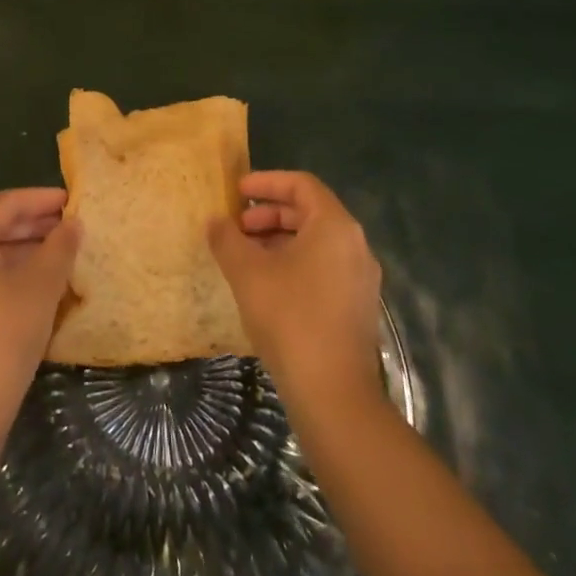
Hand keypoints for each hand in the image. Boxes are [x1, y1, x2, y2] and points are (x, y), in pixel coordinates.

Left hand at [0, 188, 78, 441]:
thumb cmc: (2, 336)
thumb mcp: (40, 286)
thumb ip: (60, 247)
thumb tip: (73, 224)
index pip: (5, 204)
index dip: (41, 199)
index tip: (73, 199)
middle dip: (34, 224)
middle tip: (72, 224)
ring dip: (24, 249)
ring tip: (63, 251)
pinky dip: (10, 271)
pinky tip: (40, 281)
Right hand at [208, 171, 383, 412]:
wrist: (333, 392)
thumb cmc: (289, 318)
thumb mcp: (247, 273)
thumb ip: (227, 239)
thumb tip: (215, 221)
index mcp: (335, 226)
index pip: (301, 184)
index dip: (266, 182)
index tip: (237, 192)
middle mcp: (355, 245)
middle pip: (310, 212)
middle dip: (269, 214)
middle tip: (236, 227)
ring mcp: (360, 278)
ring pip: (316, 243)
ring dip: (279, 240)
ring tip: (246, 257)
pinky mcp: (357, 306)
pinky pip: (324, 268)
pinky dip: (294, 263)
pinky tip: (267, 286)